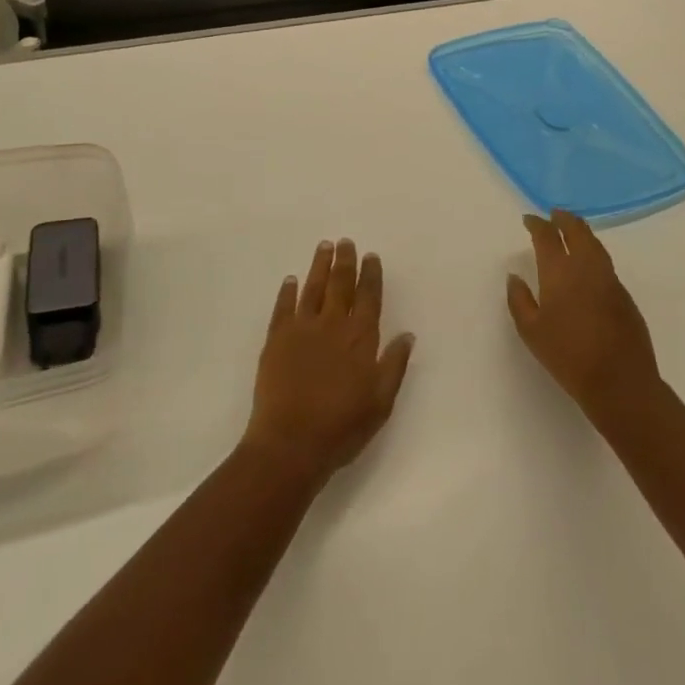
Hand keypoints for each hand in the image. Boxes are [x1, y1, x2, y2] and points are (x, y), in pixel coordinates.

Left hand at [242, 239, 414, 486]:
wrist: (290, 442)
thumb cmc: (342, 427)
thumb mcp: (380, 402)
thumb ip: (394, 365)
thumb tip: (407, 334)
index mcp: (360, 338)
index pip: (368, 297)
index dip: (370, 275)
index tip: (370, 256)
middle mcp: (332, 324)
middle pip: (340, 284)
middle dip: (345, 261)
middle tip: (345, 242)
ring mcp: (301, 328)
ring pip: (312, 288)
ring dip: (319, 266)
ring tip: (324, 247)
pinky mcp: (276, 338)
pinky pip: (283, 306)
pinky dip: (288, 291)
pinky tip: (291, 280)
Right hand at [508, 211, 663, 427]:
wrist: (620, 382)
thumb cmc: (568, 356)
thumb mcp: (531, 331)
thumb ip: (519, 300)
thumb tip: (515, 276)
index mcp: (559, 272)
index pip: (547, 236)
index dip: (537, 224)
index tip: (530, 219)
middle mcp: (586, 267)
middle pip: (577, 231)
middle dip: (564, 219)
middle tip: (554, 214)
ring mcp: (610, 280)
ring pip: (595, 245)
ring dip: (582, 232)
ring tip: (572, 230)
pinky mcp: (625, 296)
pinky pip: (606, 264)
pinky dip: (594, 253)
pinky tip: (588, 264)